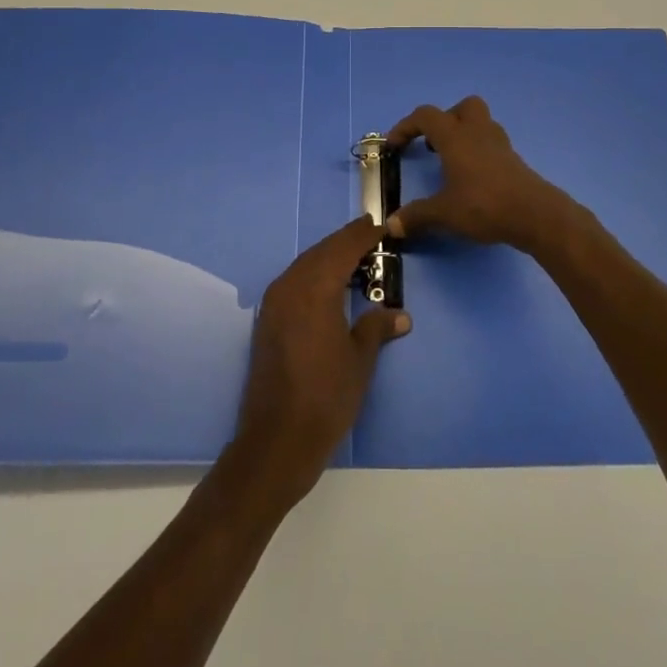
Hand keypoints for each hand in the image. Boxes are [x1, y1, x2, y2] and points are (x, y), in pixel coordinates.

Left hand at [231, 216, 410, 508]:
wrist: (277, 439)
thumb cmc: (326, 397)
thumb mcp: (360, 361)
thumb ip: (376, 328)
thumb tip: (400, 314)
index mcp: (315, 289)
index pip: (342, 249)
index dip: (362, 236)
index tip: (380, 226)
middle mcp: (290, 287)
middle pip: (320, 252)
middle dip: (344, 241)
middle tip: (368, 233)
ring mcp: (273, 304)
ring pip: (304, 265)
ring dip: (327, 257)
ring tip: (352, 256)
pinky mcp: (266, 321)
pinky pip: (293, 282)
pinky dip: (312, 274)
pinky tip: (328, 285)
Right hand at [385, 96, 573, 252]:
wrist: (534, 214)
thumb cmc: (484, 205)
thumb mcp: (444, 213)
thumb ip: (416, 216)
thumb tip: (390, 225)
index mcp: (455, 136)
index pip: (425, 116)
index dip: (405, 127)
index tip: (393, 146)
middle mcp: (477, 131)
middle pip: (462, 107)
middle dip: (445, 120)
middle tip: (433, 144)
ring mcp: (499, 144)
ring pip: (480, 122)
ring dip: (463, 133)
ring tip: (451, 161)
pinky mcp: (513, 159)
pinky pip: (491, 143)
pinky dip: (478, 151)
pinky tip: (472, 177)